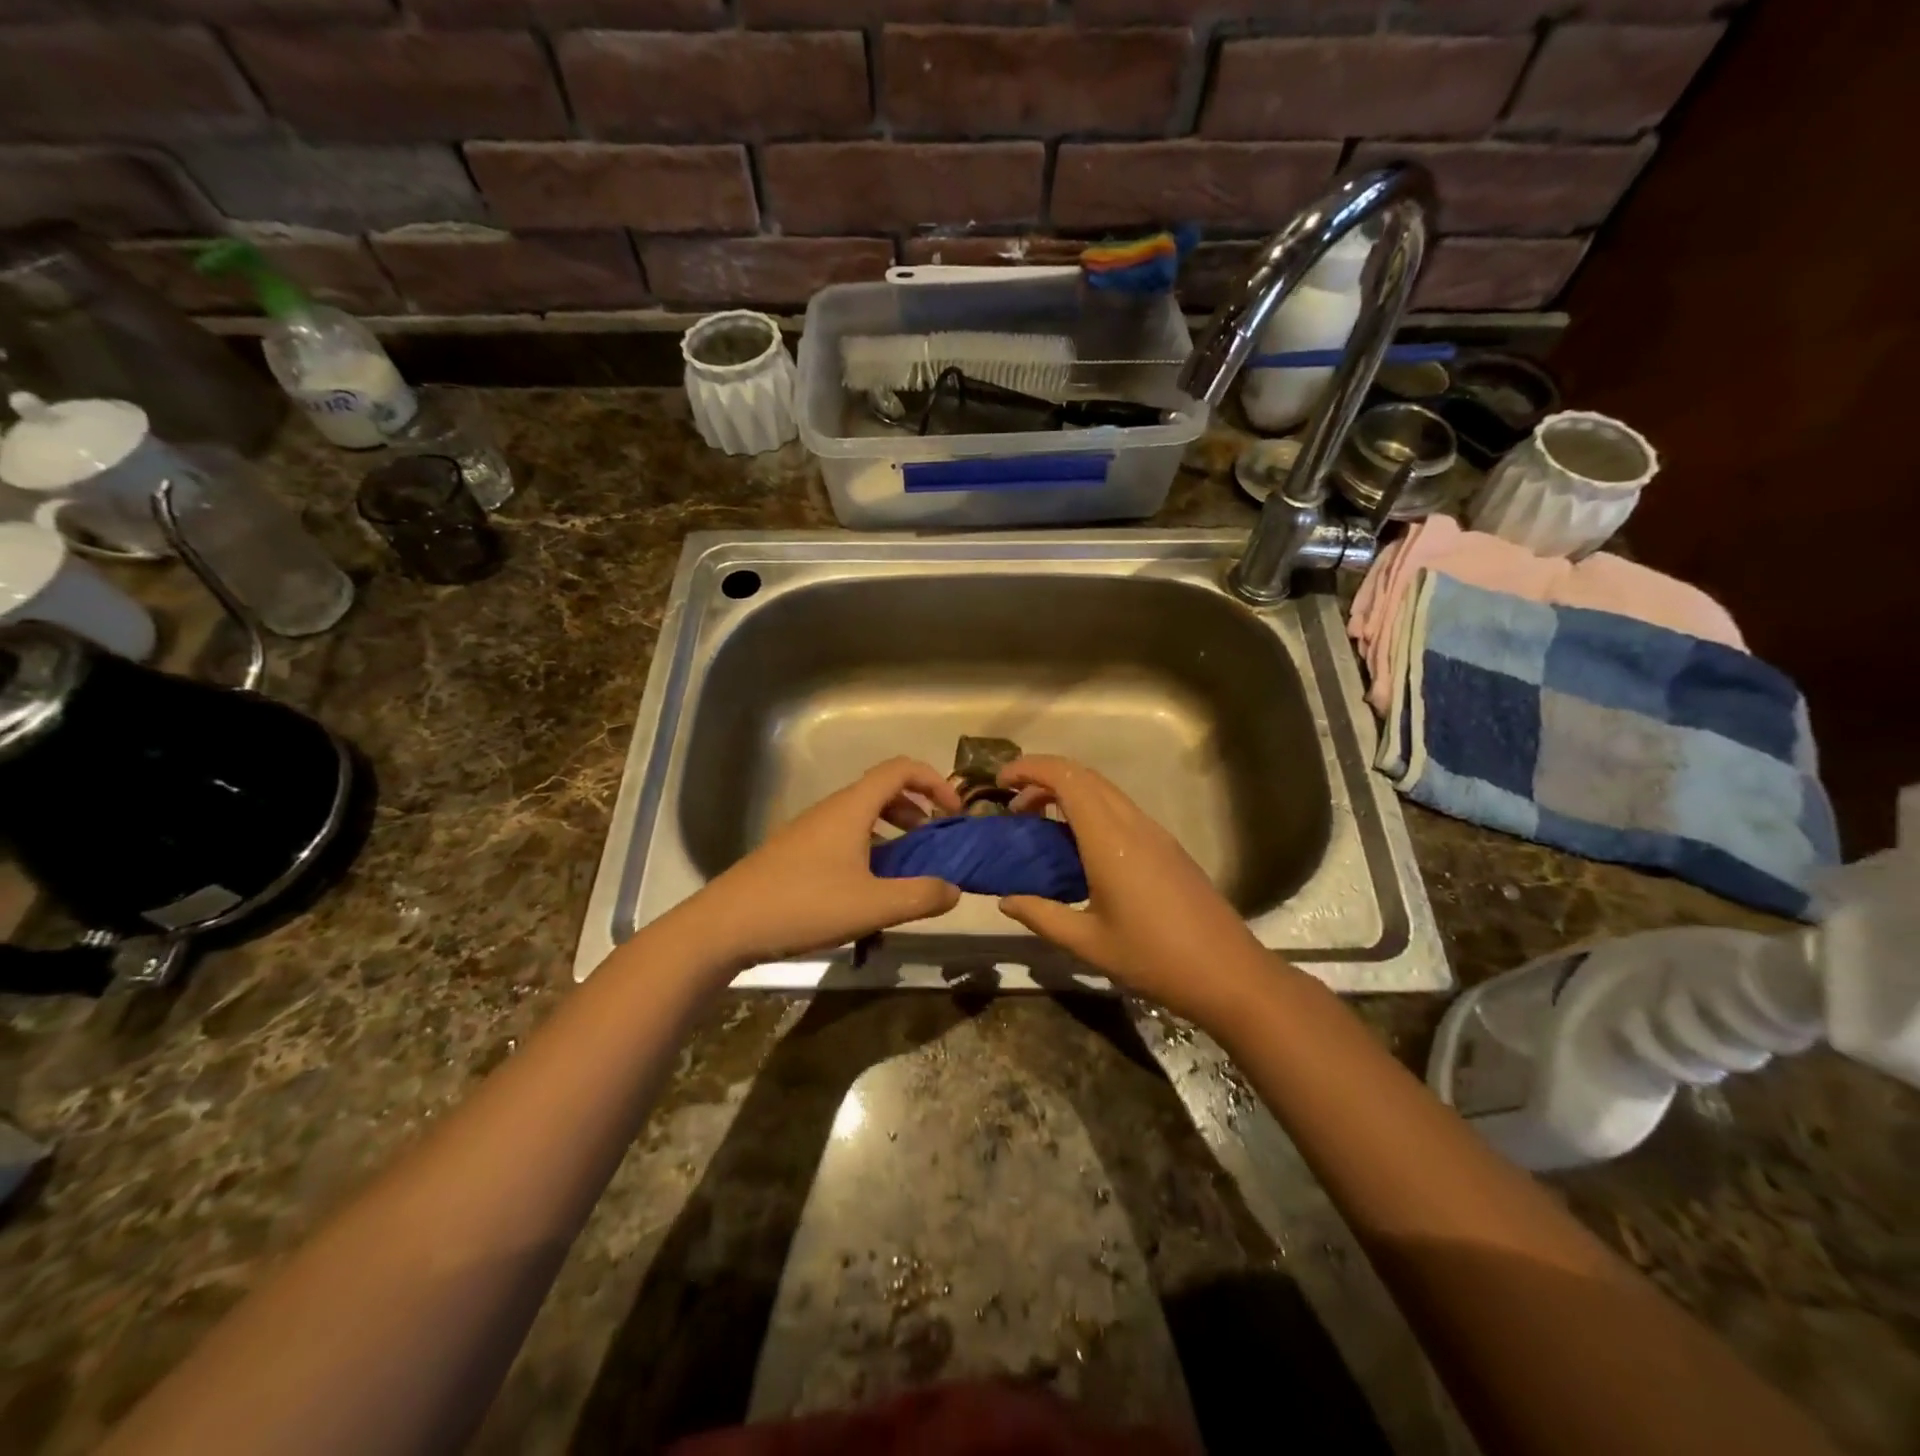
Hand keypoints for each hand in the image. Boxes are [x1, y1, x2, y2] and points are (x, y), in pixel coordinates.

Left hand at [673, 757, 963, 966]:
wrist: (726, 925)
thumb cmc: (803, 905)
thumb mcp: (872, 906)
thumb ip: (920, 895)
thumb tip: (954, 889)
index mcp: (852, 808)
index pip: (901, 769)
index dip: (935, 782)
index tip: (954, 814)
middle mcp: (832, 810)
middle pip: (883, 791)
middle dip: (917, 810)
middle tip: (935, 844)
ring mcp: (810, 830)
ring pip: (863, 816)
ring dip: (894, 832)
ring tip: (908, 869)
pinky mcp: (796, 852)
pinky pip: (845, 836)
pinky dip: (870, 848)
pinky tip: (869, 888)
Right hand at [995, 755, 1276, 1025]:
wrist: (1228, 973)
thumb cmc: (1153, 958)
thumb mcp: (1087, 943)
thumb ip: (1041, 916)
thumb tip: (1005, 900)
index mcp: (1109, 839)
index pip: (1066, 778)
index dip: (1030, 769)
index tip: (1000, 783)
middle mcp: (1133, 823)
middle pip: (1084, 775)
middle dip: (1043, 777)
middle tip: (1013, 806)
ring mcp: (1154, 832)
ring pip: (1104, 790)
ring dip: (1067, 792)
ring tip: (1038, 823)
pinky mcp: (1166, 846)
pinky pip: (1120, 809)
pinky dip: (1088, 809)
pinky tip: (1077, 845)